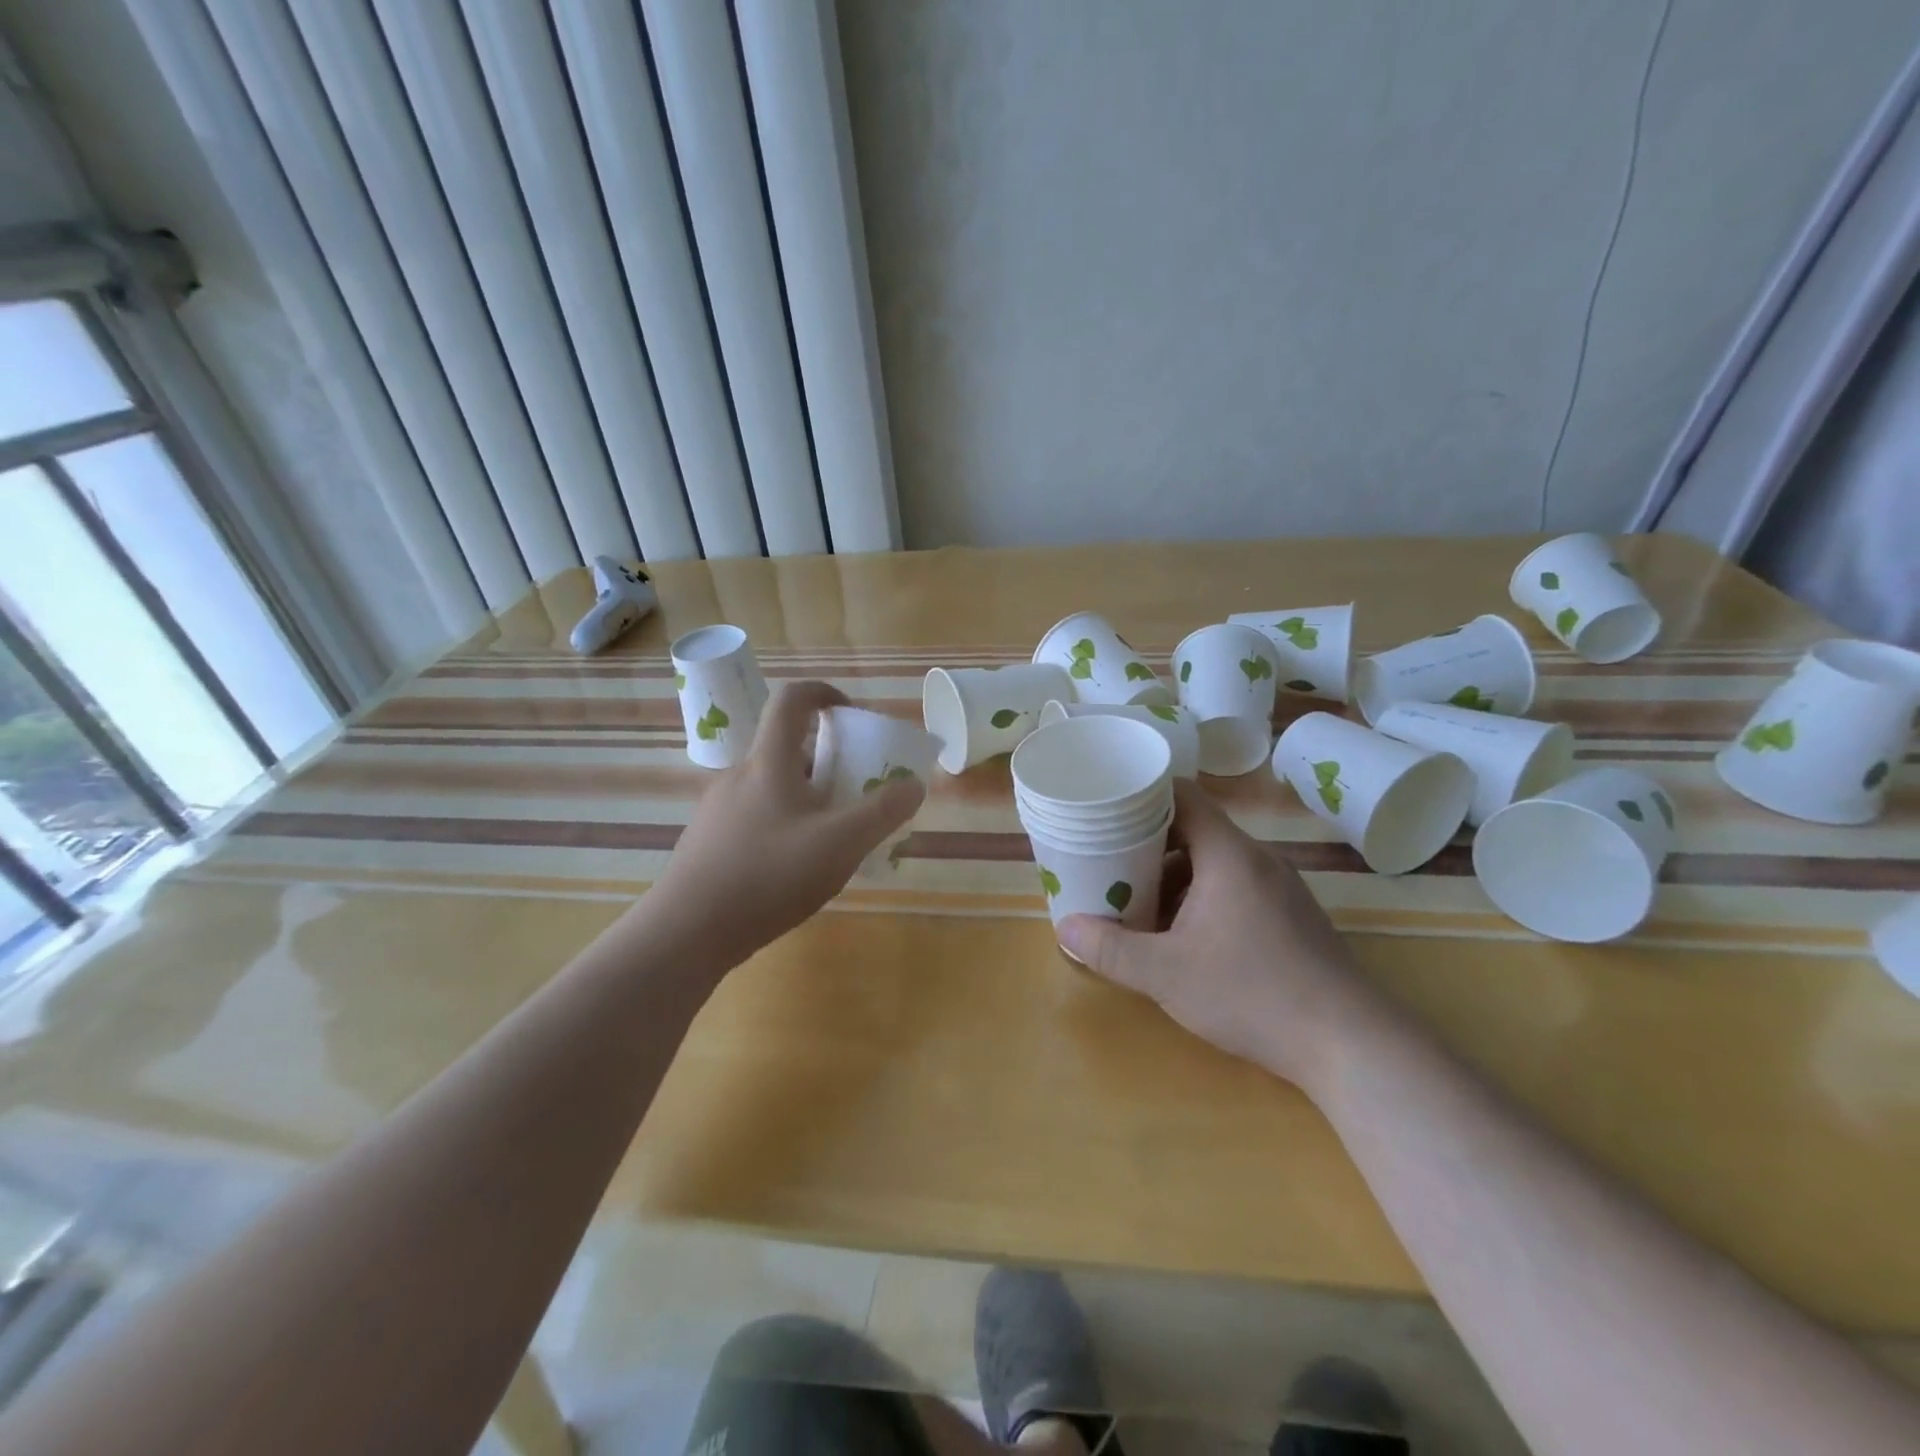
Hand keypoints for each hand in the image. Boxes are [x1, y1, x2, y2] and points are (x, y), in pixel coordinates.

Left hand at [647, 681, 925, 972]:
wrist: (687, 932)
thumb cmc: (768, 875)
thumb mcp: (841, 844)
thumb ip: (882, 812)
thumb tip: (913, 785)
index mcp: (769, 762)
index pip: (792, 699)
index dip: (824, 693)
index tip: (852, 714)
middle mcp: (739, 775)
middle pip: (787, 749)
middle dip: (828, 763)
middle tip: (855, 793)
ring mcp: (718, 809)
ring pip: (772, 788)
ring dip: (806, 798)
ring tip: (831, 838)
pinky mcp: (708, 841)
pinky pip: (755, 817)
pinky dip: (783, 825)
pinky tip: (794, 868)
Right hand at [1058, 780, 1370, 1091]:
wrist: (1350, 1044)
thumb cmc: (1252, 994)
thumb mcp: (1166, 974)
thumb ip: (1110, 949)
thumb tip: (1064, 928)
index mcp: (1229, 855)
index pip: (1182, 795)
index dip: (1142, 794)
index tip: (1106, 807)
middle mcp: (1257, 860)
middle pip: (1194, 830)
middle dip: (1147, 844)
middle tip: (1107, 862)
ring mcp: (1280, 888)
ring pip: (1213, 863)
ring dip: (1173, 877)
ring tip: (1137, 903)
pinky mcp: (1291, 917)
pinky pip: (1234, 888)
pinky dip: (1201, 898)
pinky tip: (1183, 937)